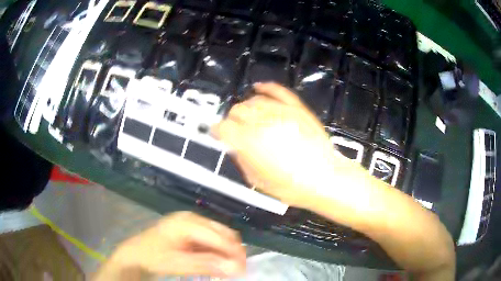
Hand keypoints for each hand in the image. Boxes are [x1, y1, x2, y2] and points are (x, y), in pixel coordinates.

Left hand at [97, 212, 245, 278]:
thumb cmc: (153, 257)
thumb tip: (235, 268)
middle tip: (239, 270)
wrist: (136, 254)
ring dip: (226, 251)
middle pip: (222, 232)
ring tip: (230, 267)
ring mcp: (190, 222)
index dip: (234, 253)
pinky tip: (217, 261)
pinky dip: (217, 250)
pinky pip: (210, 238)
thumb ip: (206, 265)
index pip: (218, 237)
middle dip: (233, 251)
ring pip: (219, 235)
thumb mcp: (178, 263)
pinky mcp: (190, 229)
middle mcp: (191, 218)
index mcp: (186, 223)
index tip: (243, 270)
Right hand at [212, 83, 354, 207]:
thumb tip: (233, 144)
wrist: (324, 178)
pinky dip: (266, 87)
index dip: (217, 130)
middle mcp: (263, 122)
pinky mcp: (297, 108)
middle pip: (237, 110)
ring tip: (248, 117)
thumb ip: (241, 159)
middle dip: (232, 119)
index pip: (223, 127)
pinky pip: (278, 91)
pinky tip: (258, 87)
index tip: (217, 133)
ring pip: (254, 100)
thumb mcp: (257, 180)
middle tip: (236, 128)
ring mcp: (282, 112)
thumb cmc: (290, 187)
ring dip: (246, 108)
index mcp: (250, 142)